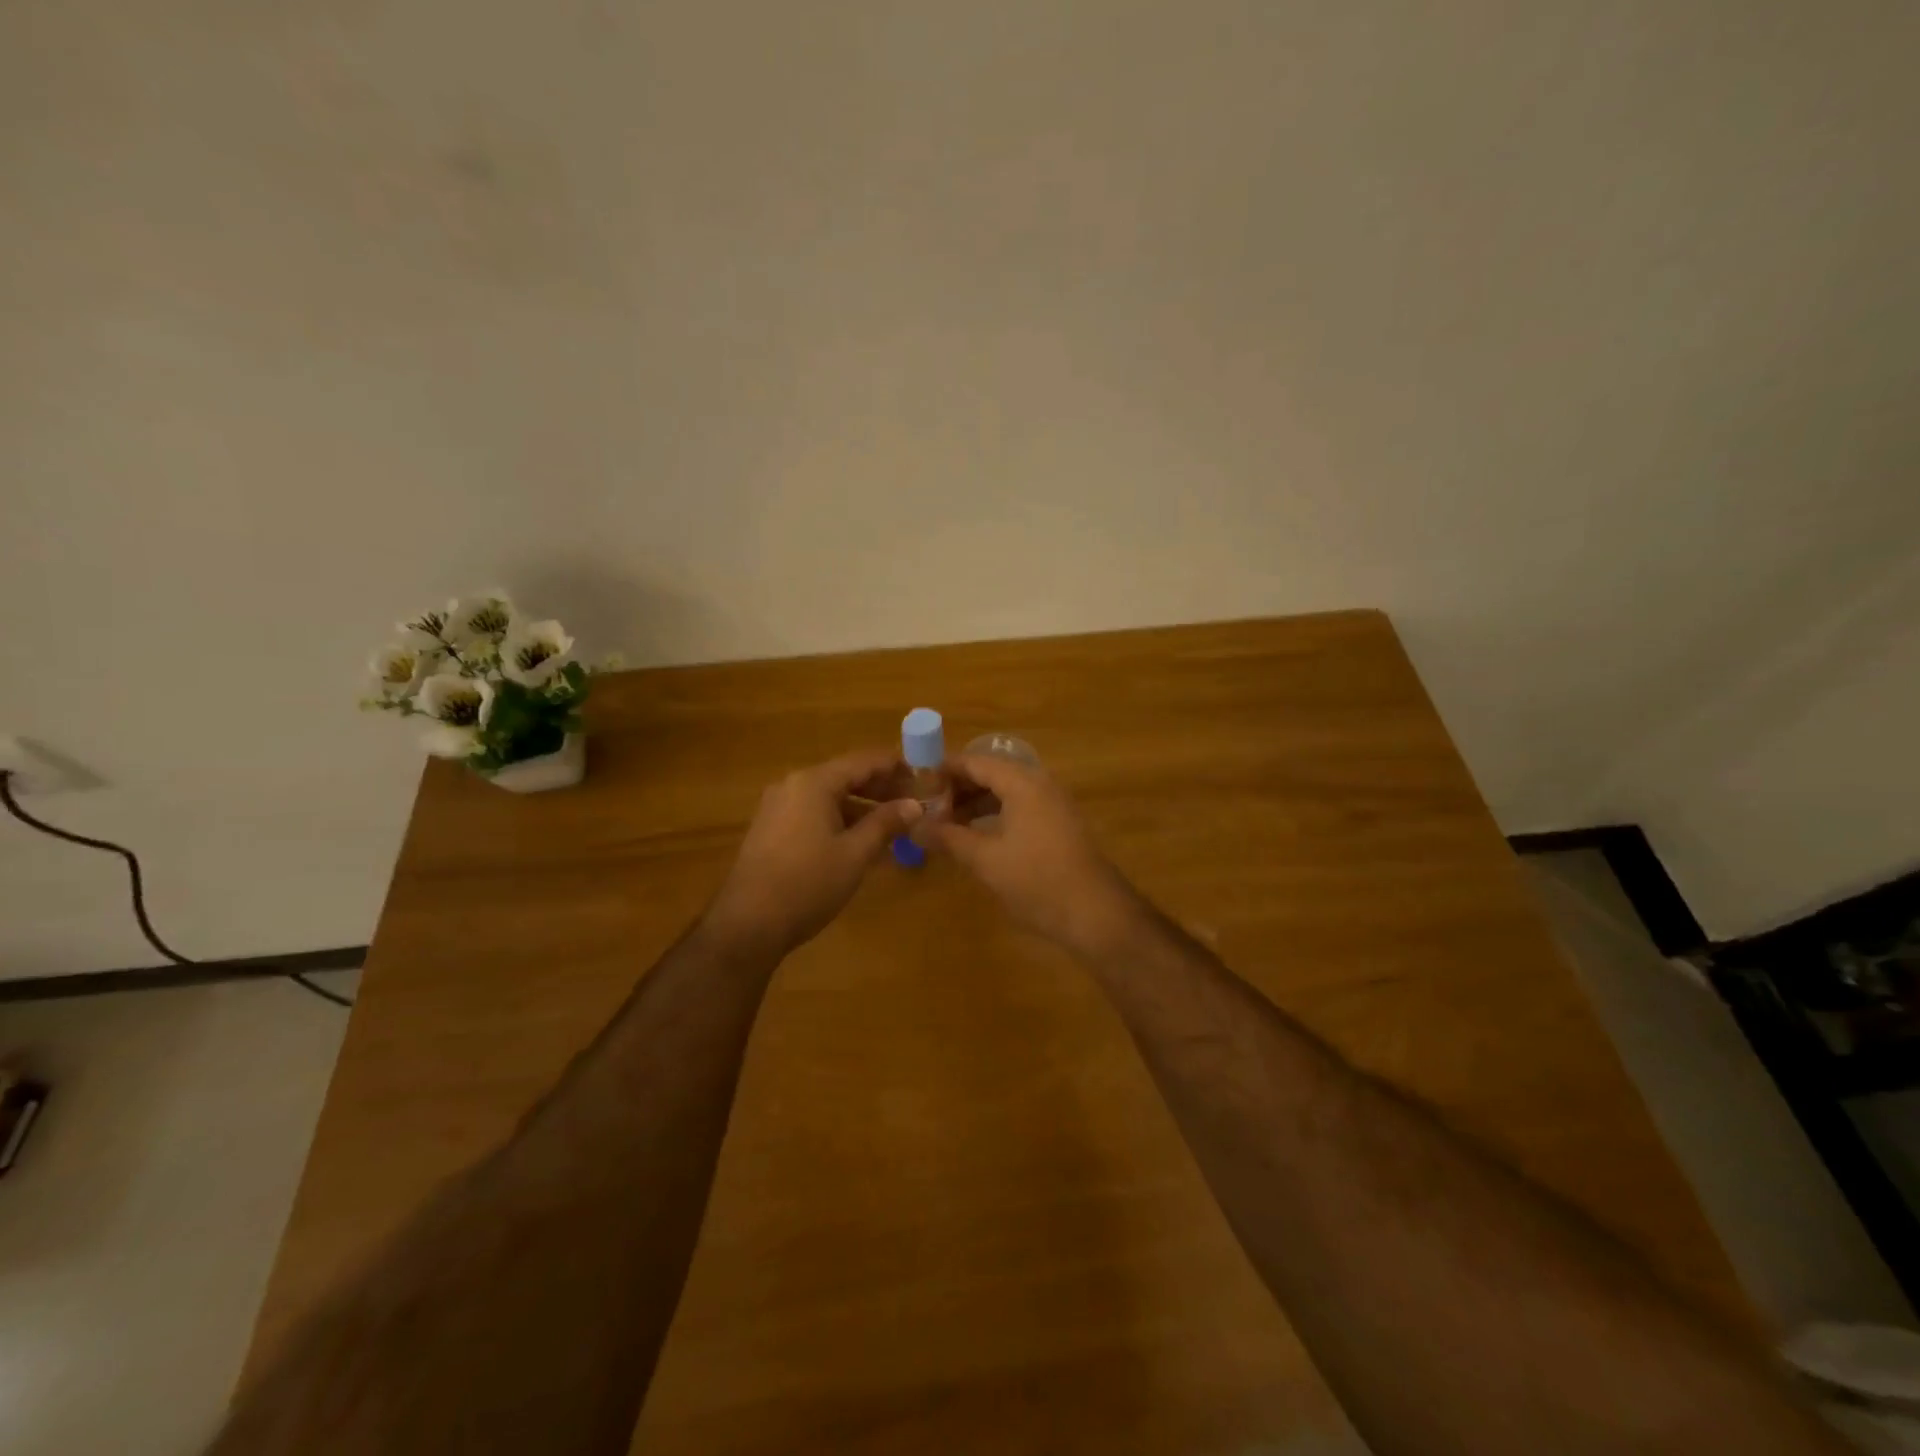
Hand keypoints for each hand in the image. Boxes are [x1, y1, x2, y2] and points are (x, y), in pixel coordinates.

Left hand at [704, 749, 921, 957]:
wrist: (747, 924)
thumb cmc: (807, 884)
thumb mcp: (855, 854)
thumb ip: (886, 824)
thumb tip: (914, 805)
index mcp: (814, 782)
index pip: (864, 761)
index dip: (896, 766)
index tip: (924, 778)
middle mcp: (793, 785)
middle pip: (846, 776)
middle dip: (881, 788)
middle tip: (914, 803)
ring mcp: (778, 807)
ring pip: (830, 797)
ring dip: (863, 807)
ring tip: (895, 825)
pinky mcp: (772, 829)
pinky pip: (814, 813)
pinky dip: (841, 820)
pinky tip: (862, 841)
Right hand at [924, 754, 1138, 956]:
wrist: (1096, 914)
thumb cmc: (1037, 881)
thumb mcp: (985, 860)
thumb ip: (948, 838)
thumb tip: (914, 827)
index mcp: (1023, 783)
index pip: (975, 762)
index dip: (944, 770)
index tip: (915, 783)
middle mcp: (1040, 784)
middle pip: (992, 773)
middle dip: (958, 787)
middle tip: (927, 807)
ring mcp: (1053, 804)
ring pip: (1006, 792)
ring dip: (976, 803)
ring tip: (946, 823)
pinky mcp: (1060, 825)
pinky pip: (1020, 807)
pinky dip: (995, 815)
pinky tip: (977, 836)